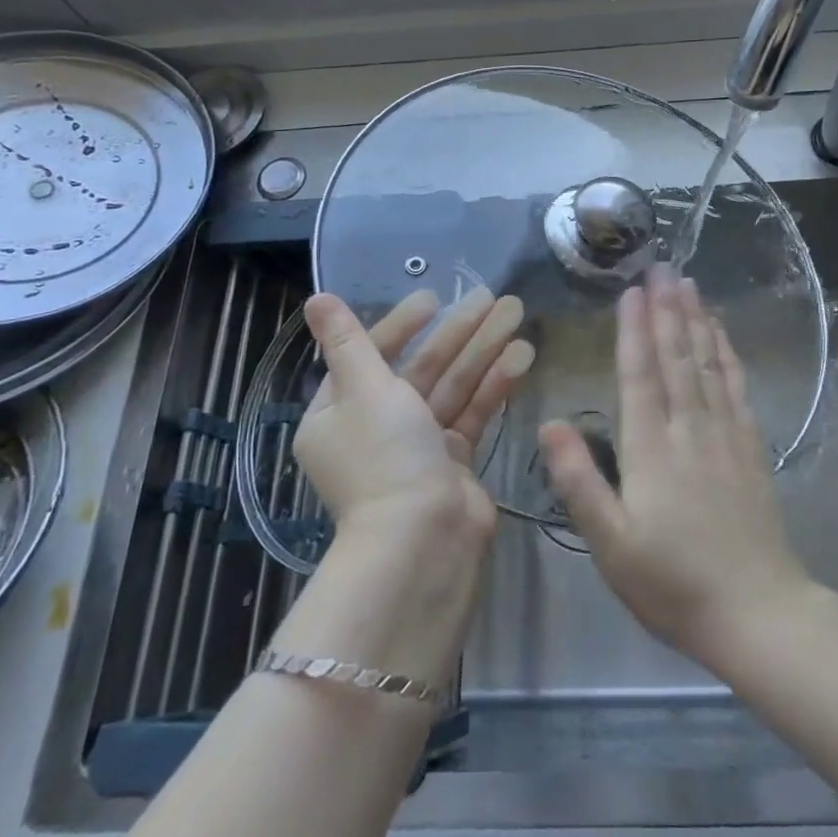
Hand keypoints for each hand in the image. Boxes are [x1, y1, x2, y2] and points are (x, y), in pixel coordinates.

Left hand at [294, 287, 530, 546]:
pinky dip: (494, 385)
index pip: (372, 355)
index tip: (433, 299)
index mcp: (339, 412)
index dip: (402, 324)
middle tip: (492, 296)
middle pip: (420, 368)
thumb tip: (316, 298)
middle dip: (457, 332)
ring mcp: (417, 446)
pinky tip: (522, 355)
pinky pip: (472, 413)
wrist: (423, 540)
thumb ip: (348, 341)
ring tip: (516, 312)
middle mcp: (376, 427)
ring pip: (452, 386)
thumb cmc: (385, 456)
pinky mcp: (453, 462)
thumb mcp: (363, 388)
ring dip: (483, 350)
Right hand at [540, 268, 812, 670]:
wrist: (758, 612)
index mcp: (651, 449)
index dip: (634, 330)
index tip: (632, 291)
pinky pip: (736, 388)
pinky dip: (727, 355)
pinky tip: (722, 335)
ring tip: (688, 284)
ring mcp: (725, 436)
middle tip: (662, 267)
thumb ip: (580, 482)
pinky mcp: (751, 448)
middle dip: (667, 310)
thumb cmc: (673, 584)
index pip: (639, 375)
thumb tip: (549, 425)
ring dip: (696, 321)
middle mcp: (690, 430)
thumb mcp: (611, 545)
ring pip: (707, 365)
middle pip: (676, 358)